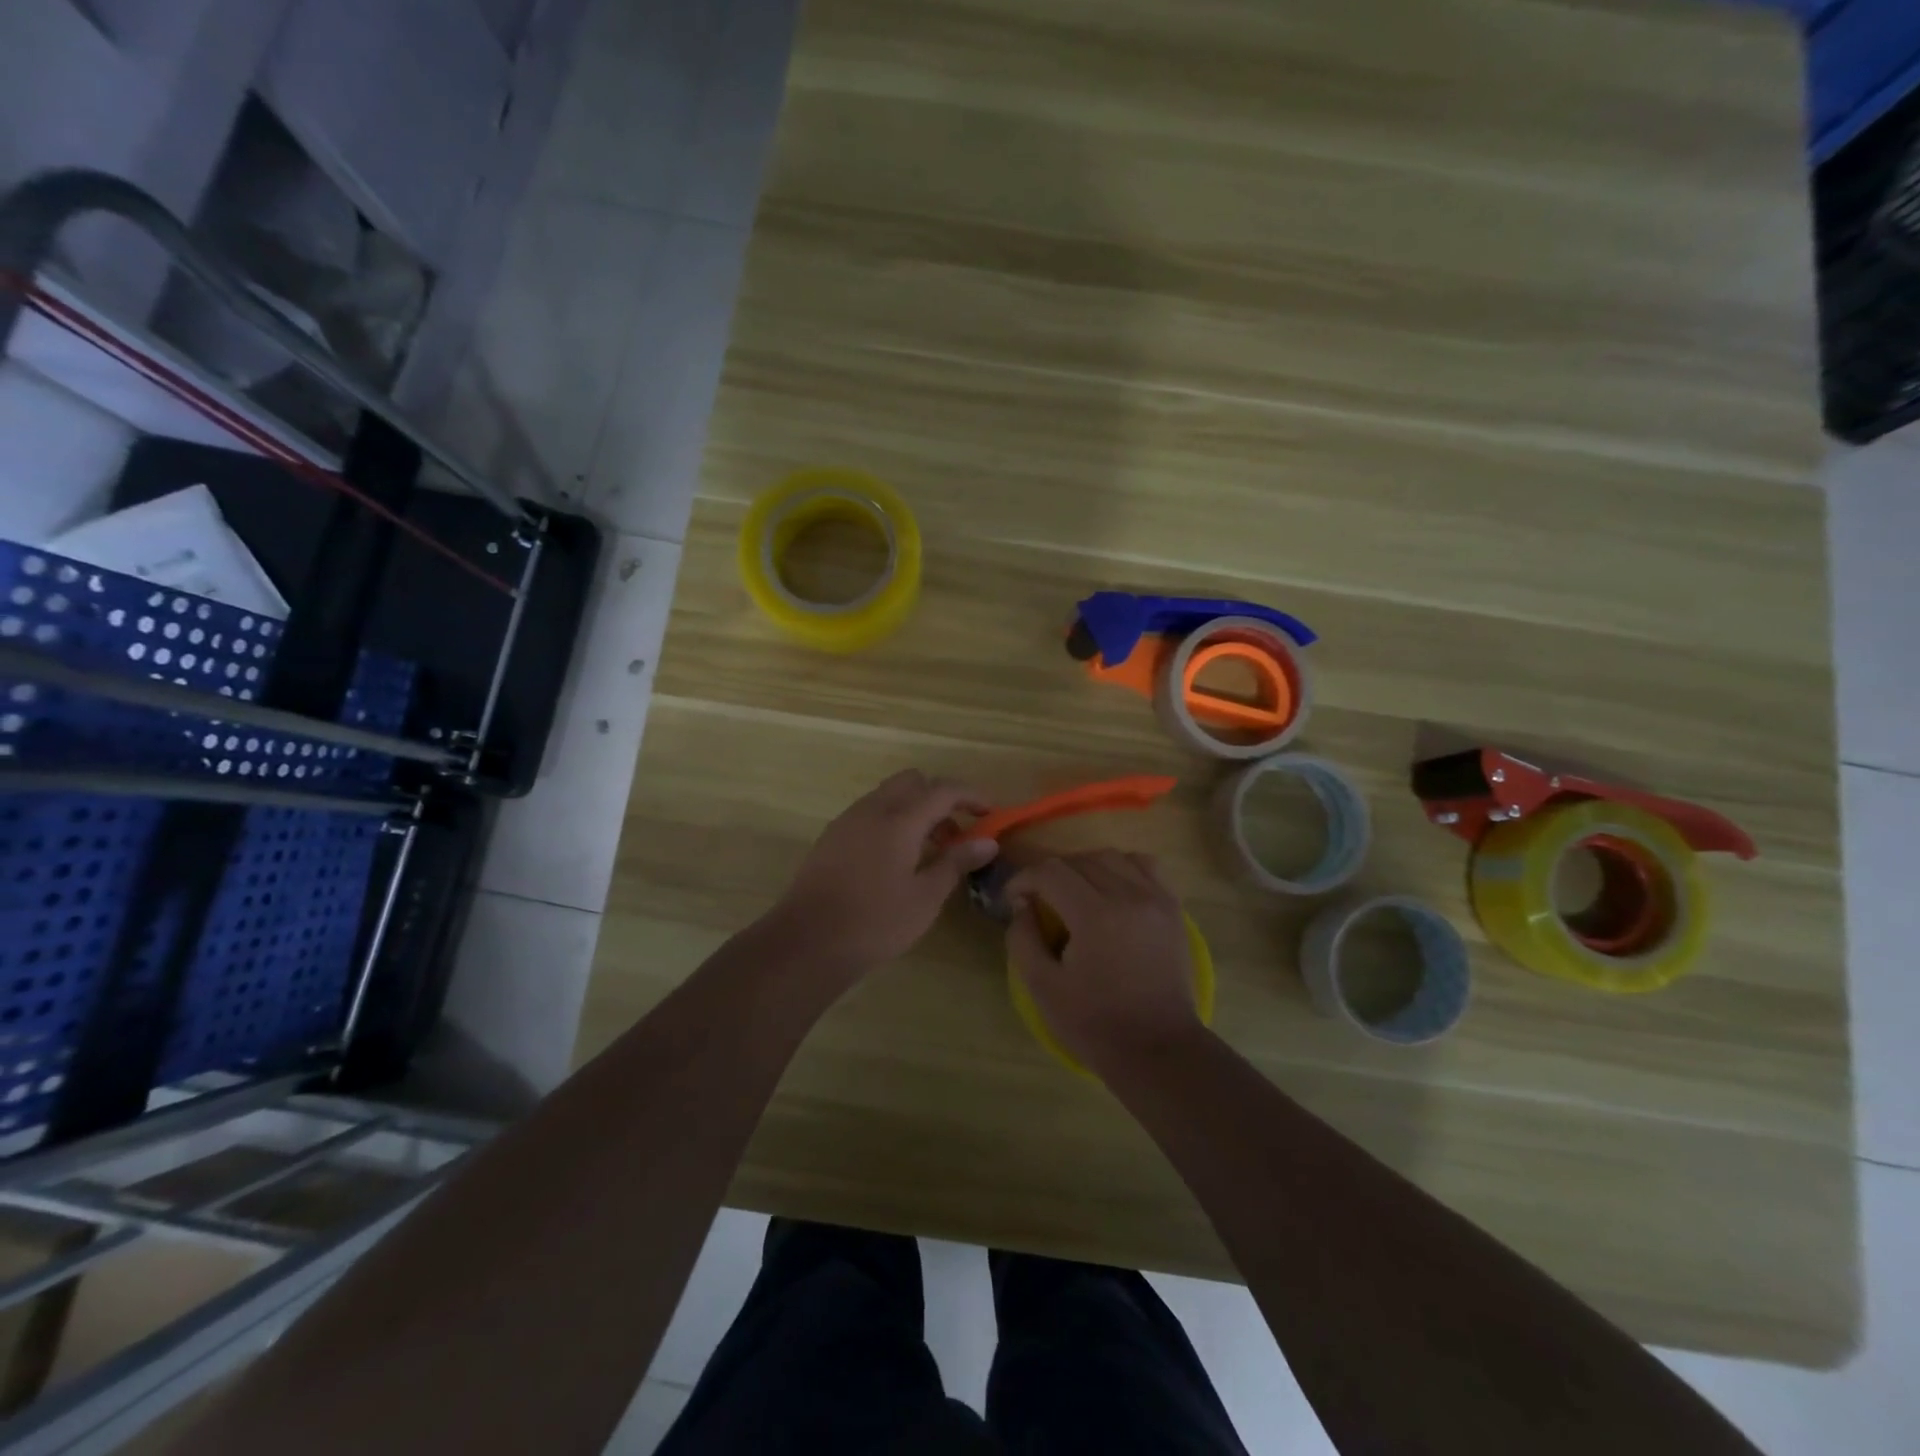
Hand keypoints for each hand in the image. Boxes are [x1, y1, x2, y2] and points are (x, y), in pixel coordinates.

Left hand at [768, 770, 997, 977]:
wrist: (808, 942)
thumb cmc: (875, 922)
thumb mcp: (925, 897)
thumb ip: (956, 862)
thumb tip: (988, 841)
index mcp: (900, 819)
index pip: (943, 789)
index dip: (971, 795)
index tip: (991, 813)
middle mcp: (872, 809)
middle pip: (913, 781)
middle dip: (940, 797)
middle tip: (957, 832)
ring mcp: (848, 820)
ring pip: (889, 795)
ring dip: (915, 809)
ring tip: (930, 850)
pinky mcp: (832, 837)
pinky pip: (870, 813)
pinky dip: (892, 820)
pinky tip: (897, 859)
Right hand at [1005, 851, 1202, 1074]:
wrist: (1158, 1049)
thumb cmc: (1095, 1024)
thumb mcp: (1043, 987)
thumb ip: (1023, 938)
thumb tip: (1022, 904)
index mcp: (1094, 915)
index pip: (1050, 871)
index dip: (1024, 879)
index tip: (1014, 900)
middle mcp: (1128, 895)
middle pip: (1080, 859)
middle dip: (1051, 874)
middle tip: (1039, 900)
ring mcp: (1156, 898)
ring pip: (1112, 856)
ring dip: (1085, 867)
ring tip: (1074, 893)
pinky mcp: (1173, 908)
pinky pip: (1145, 866)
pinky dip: (1123, 867)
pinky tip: (1111, 889)